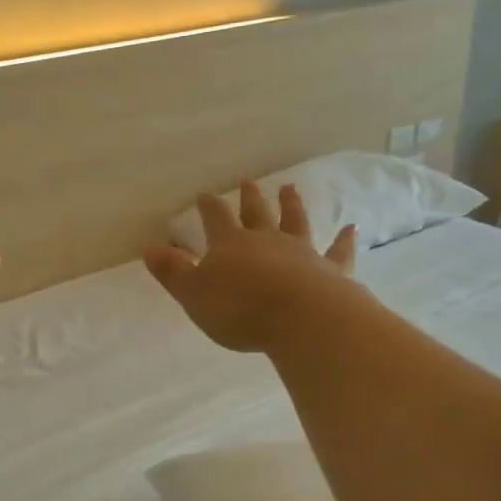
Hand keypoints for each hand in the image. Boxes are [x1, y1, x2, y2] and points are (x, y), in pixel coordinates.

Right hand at [143, 182, 357, 352]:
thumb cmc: (239, 309)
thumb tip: (149, 247)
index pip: (216, 219)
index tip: (204, 194)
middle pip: (256, 214)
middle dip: (249, 198)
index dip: (209, 207)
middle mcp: (266, 240)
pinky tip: (352, 228)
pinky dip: (344, 240)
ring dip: (292, 205)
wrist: (301, 319)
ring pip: (295, 222)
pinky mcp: (330, 269)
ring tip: (290, 188)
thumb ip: (173, 271)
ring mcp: (301, 252)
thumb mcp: (193, 294)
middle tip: (248, 181)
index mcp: (230, 245)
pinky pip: (338, 251)